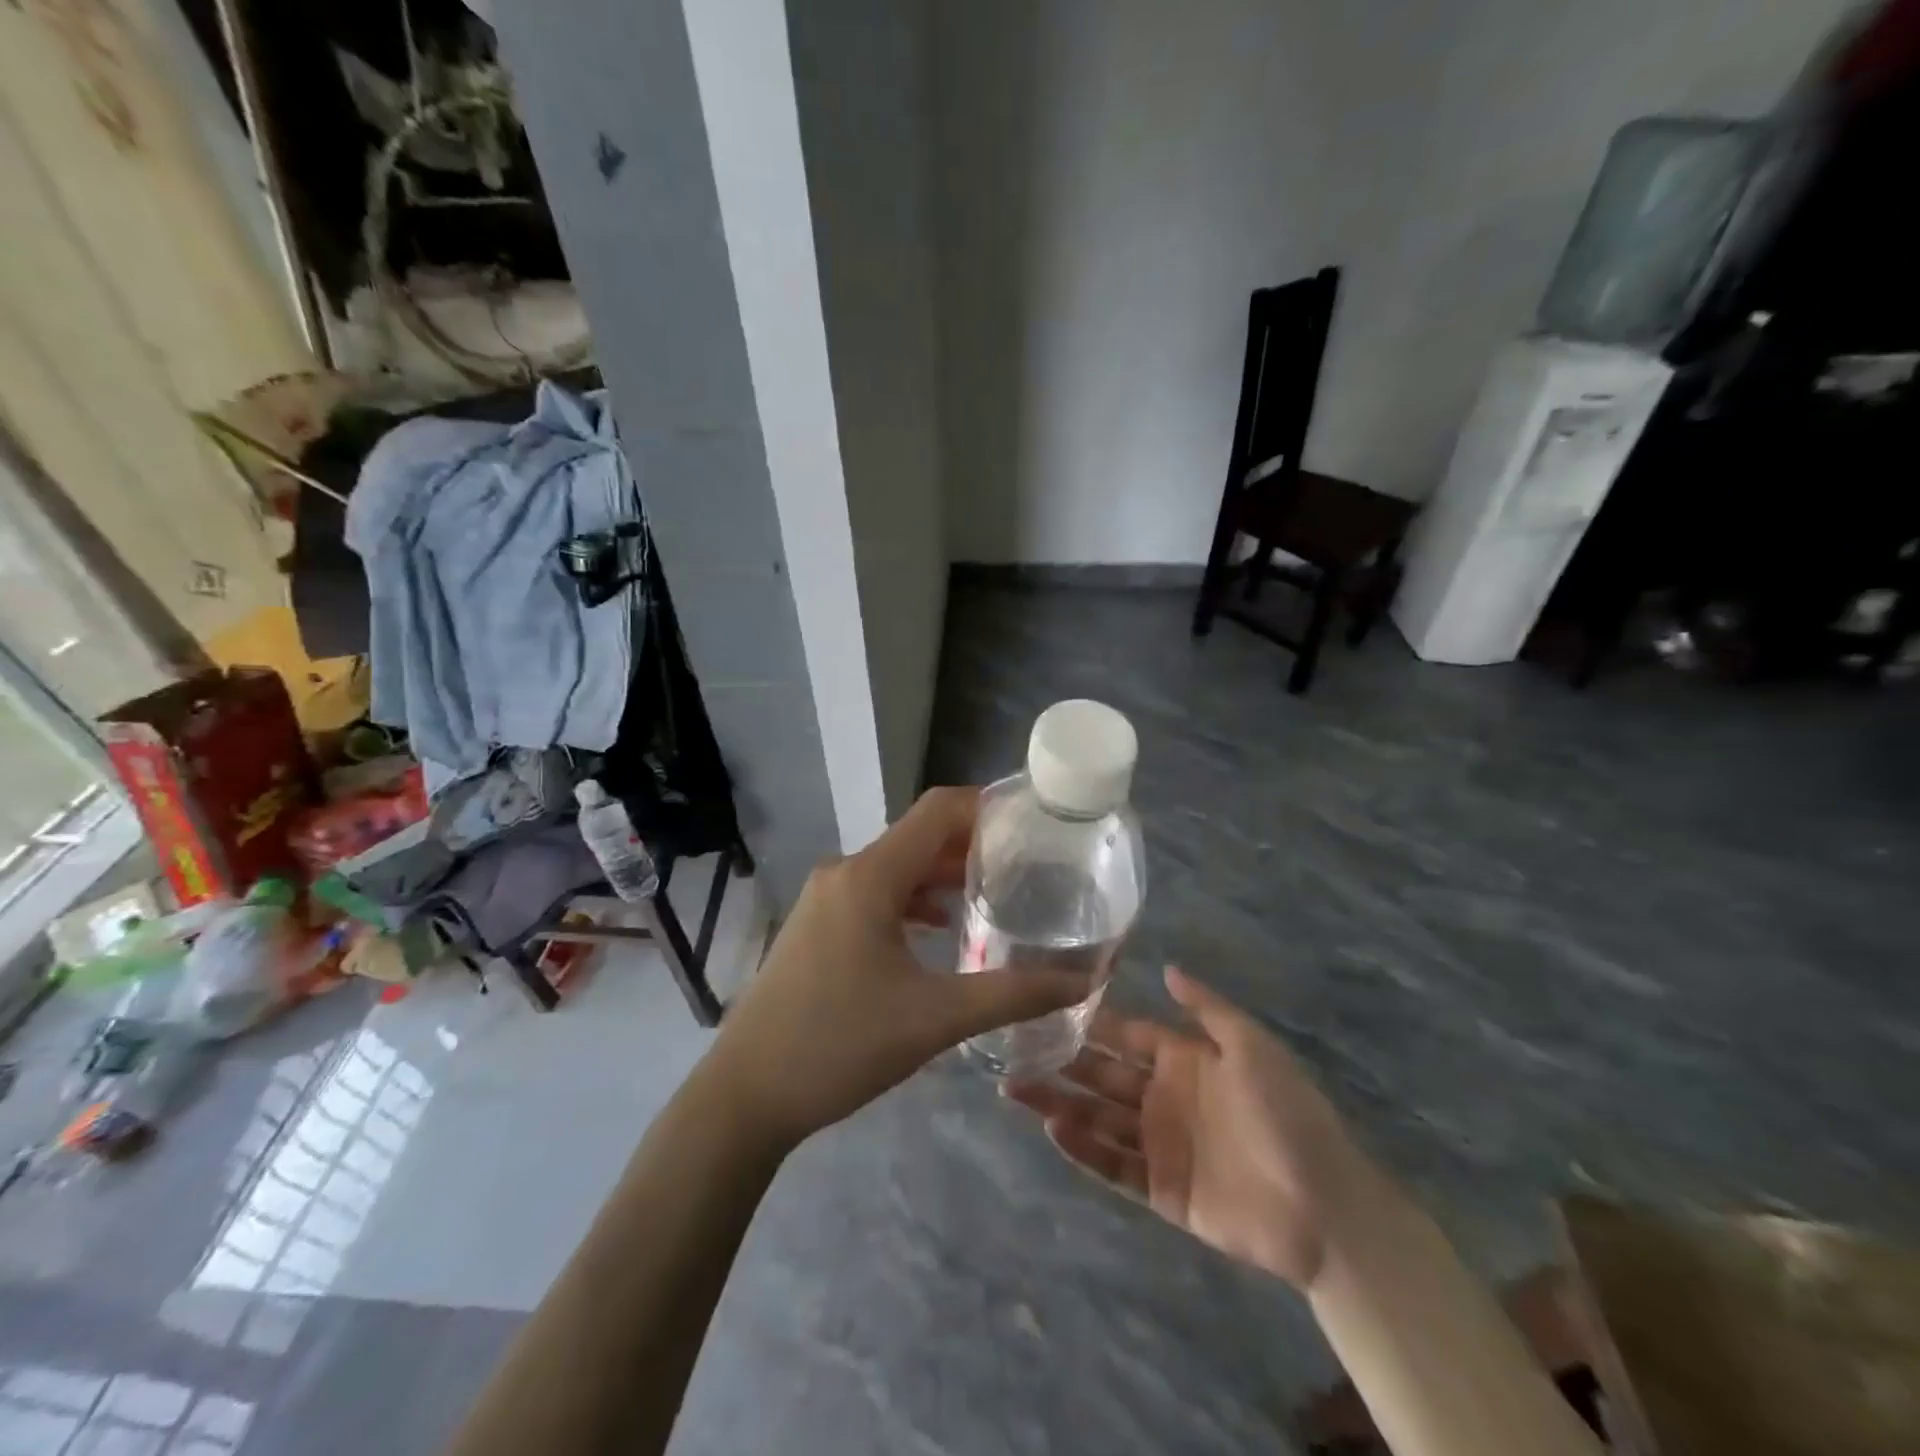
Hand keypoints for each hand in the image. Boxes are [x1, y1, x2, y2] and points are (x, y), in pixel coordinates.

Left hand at [708, 787, 1093, 1150]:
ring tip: (997, 893)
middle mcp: (846, 872)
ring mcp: (826, 897)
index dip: (988, 806)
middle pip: (920, 836)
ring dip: (944, 874)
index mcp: (870, 876)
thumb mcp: (935, 1020)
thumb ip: (1013, 995)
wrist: (745, 1094)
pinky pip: (877, 893)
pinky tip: (941, 928)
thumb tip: (1084, 981)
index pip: (938, 810)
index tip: (1034, 822)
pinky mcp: (817, 924)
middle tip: (1030, 864)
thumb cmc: (839, 1046)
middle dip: (974, 844)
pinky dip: (914, 899)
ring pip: (898, 866)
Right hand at [1007, 966, 1371, 1290]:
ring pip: (1097, 1118)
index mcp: (1184, 1059)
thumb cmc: (1287, 1113)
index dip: (1090, 1022)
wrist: (1324, 1206)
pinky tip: (1052, 1129)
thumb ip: (1206, 1008)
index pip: (1126, 1034)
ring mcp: (1159, 1144)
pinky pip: (1113, 1165)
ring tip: (1015, 1089)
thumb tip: (1167, 968)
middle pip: (1102, 1075)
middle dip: (1061, 1061)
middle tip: (1013, 1050)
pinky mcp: (1160, 1189)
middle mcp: (1164, 1097)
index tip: (1046, 1006)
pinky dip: (1082, 1148)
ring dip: (1059, 1103)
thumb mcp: (1252, 1046)